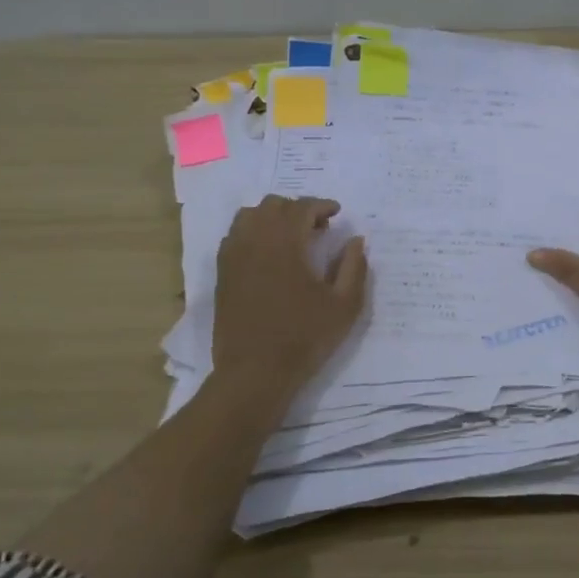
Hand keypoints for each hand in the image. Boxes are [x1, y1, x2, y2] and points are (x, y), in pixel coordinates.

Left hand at [212, 196, 367, 395]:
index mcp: (286, 243)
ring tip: (291, 237)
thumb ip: (354, 267)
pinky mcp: (222, 273)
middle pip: (273, 205)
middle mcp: (255, 240)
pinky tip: (268, 254)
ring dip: (273, 217)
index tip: (336, 213)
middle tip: (318, 227)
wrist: (255, 372)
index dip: (322, 205)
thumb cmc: (305, 337)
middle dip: (298, 209)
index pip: (302, 207)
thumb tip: (356, 240)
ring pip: (250, 216)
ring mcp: (233, 256)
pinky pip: (235, 236)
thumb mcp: (344, 305)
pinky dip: (253, 233)